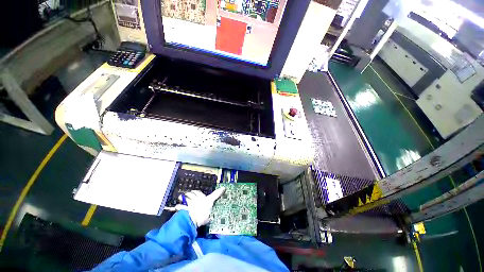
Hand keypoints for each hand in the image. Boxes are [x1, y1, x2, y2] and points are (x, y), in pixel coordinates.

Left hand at [175, 187, 225, 227]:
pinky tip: (176, 206)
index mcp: (201, 197)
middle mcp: (194, 199)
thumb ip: (217, 194)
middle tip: (187, 193)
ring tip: (180, 197)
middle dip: (188, 194)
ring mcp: (188, 205)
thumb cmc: (204, 209)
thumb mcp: (211, 201)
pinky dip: (178, 206)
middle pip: (190, 195)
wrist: (194, 218)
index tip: (195, 191)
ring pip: (184, 199)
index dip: (196, 192)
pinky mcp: (184, 211)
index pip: (198, 192)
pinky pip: (180, 207)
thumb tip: (224, 187)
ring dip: (182, 198)